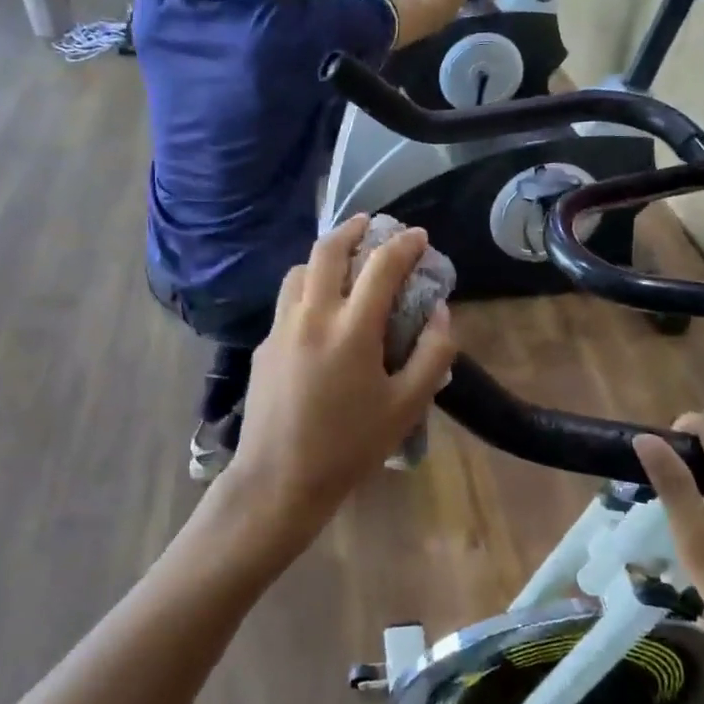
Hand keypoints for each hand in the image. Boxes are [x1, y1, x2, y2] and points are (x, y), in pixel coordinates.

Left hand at [223, 217, 457, 559]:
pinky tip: (318, 313)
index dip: (404, 244)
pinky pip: (286, 302)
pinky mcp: (262, 346)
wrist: (278, 479)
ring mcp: (280, 328)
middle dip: (352, 229)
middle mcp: (311, 315)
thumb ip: (433, 353)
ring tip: (342, 265)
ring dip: (323, 257)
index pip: (381, 266)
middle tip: (370, 224)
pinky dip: (307, 289)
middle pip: (327, 250)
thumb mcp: (407, 406)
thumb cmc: (350, 446)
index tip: (419, 236)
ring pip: (299, 271)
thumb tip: (441, 311)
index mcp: (351, 328)